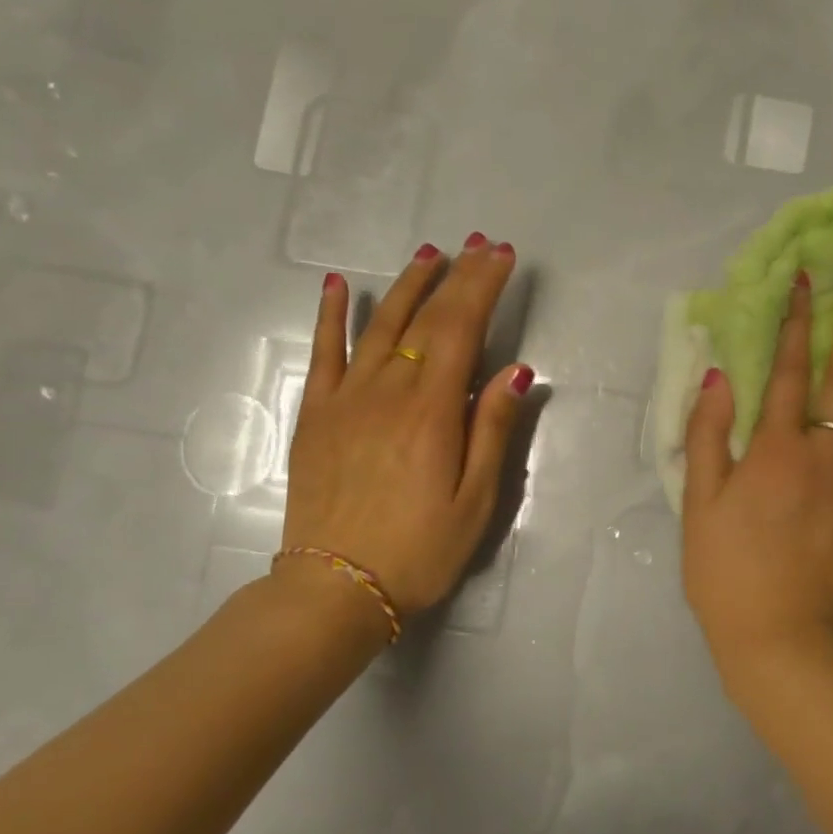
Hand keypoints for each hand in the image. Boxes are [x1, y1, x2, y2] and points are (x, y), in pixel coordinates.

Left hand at [279, 234, 534, 619]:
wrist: (334, 589)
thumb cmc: (419, 550)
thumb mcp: (475, 501)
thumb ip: (493, 431)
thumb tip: (516, 371)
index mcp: (432, 412)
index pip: (460, 330)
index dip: (483, 287)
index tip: (501, 256)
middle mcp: (387, 392)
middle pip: (424, 318)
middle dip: (455, 276)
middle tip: (478, 244)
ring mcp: (345, 400)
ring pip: (378, 325)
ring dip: (406, 284)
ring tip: (429, 253)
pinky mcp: (316, 415)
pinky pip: (323, 354)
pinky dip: (331, 316)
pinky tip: (339, 286)